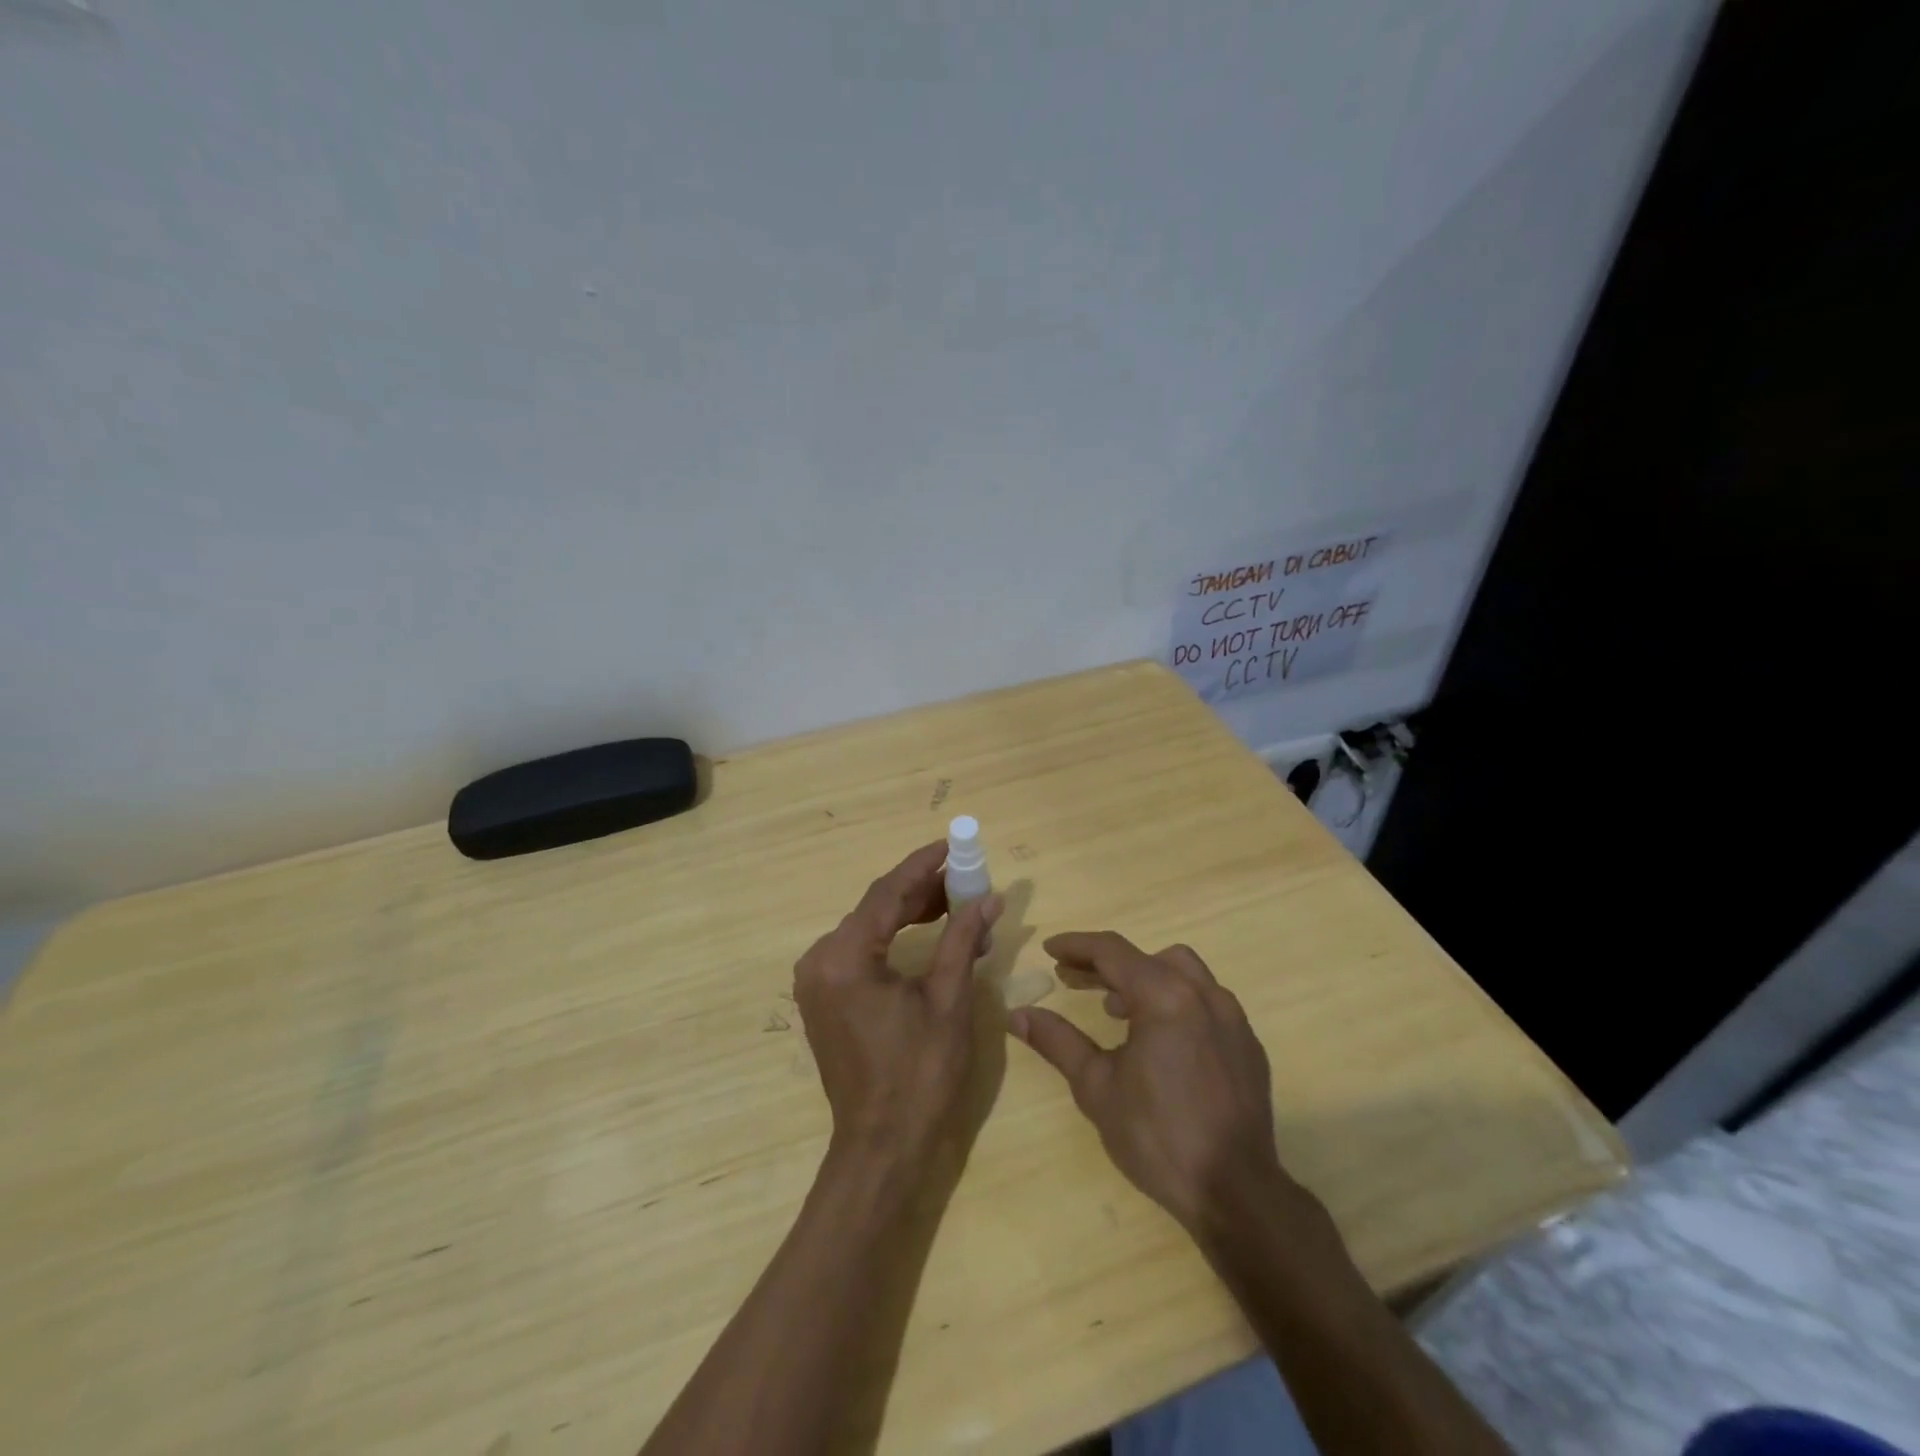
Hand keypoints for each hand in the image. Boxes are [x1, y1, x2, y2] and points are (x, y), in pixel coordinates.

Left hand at [794, 842, 1002, 1164]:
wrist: (882, 1144)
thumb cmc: (920, 1074)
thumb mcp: (948, 1000)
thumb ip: (962, 939)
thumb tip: (988, 898)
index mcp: (845, 958)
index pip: (886, 894)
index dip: (921, 865)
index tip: (951, 843)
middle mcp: (820, 960)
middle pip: (875, 908)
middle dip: (920, 890)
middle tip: (964, 878)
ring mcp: (816, 980)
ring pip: (867, 927)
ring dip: (908, 913)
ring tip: (954, 903)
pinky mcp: (823, 996)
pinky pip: (860, 950)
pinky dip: (893, 938)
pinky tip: (925, 932)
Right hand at [1009, 932, 1288, 1231]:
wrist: (1235, 1193)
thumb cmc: (1157, 1136)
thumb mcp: (1096, 1087)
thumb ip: (1057, 1041)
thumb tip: (1017, 1014)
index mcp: (1165, 996)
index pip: (1112, 951)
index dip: (1076, 945)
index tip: (1049, 950)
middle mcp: (1203, 994)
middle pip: (1147, 957)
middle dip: (1105, 963)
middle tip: (1071, 978)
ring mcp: (1232, 1018)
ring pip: (1182, 972)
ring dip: (1144, 978)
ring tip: (1114, 1007)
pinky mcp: (1247, 1044)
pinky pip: (1205, 1001)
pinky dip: (1175, 1001)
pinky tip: (1159, 1038)